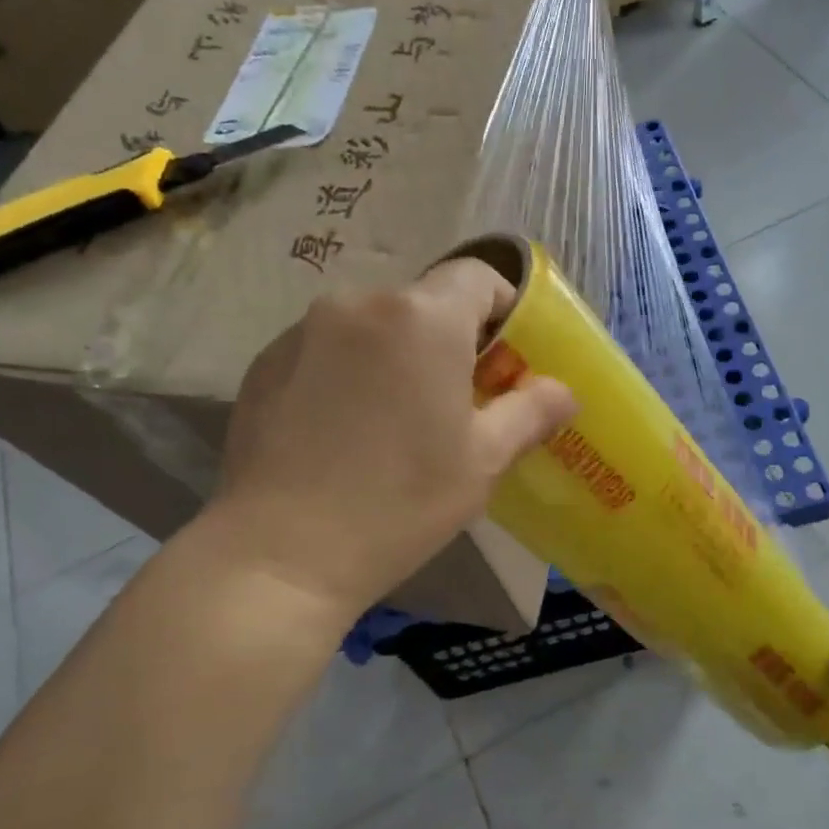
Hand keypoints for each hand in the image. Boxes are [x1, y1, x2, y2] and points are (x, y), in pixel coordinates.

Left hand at [203, 256, 575, 626]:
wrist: (280, 553)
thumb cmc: (400, 502)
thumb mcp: (483, 461)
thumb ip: (530, 411)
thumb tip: (563, 391)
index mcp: (423, 318)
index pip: (478, 276)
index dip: (502, 309)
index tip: (503, 360)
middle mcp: (360, 303)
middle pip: (424, 301)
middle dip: (448, 340)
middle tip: (453, 402)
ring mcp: (304, 329)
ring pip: (374, 325)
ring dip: (395, 355)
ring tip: (392, 421)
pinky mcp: (265, 360)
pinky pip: (327, 347)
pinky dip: (348, 371)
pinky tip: (341, 431)